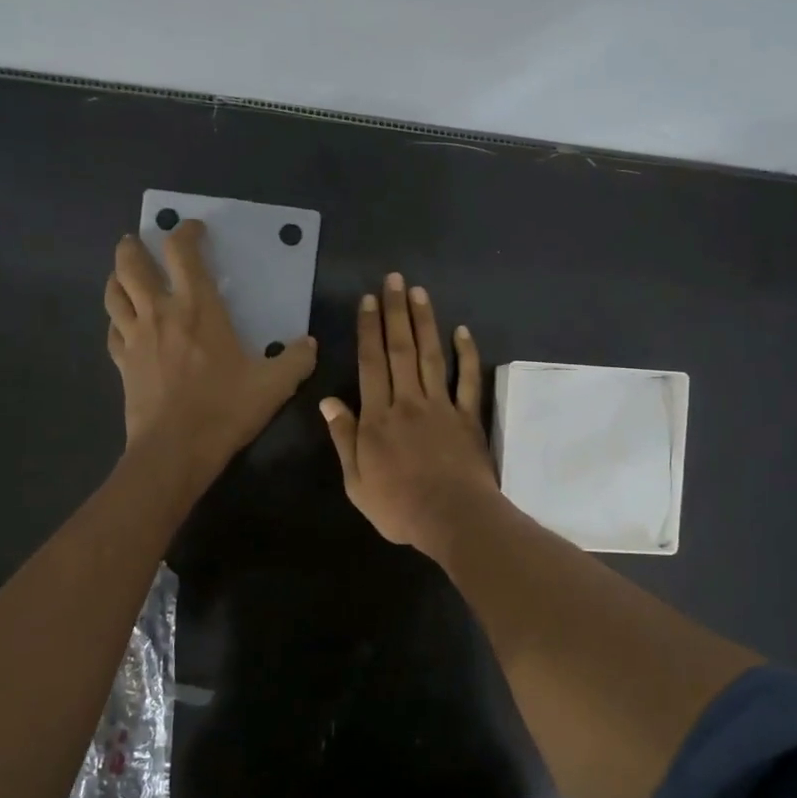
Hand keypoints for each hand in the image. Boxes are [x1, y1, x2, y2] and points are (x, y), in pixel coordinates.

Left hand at [105, 220, 316, 470]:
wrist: (175, 450)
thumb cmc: (225, 409)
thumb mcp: (274, 386)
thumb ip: (296, 360)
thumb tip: (309, 344)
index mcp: (198, 308)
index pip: (183, 253)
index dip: (186, 232)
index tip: (194, 229)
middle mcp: (160, 313)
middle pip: (132, 264)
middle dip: (135, 246)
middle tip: (140, 241)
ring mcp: (135, 337)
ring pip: (114, 293)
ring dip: (117, 276)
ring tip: (124, 273)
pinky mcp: (122, 363)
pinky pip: (113, 330)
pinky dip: (117, 319)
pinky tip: (124, 324)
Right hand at [319, 272, 498, 557]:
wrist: (452, 517)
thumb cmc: (399, 506)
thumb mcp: (356, 481)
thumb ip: (344, 439)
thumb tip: (328, 401)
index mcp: (378, 418)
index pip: (371, 363)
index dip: (368, 330)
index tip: (368, 300)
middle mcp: (408, 402)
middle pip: (401, 350)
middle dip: (395, 312)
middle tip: (394, 279)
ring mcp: (442, 406)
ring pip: (432, 356)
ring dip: (425, 322)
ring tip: (419, 292)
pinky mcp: (468, 417)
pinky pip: (468, 380)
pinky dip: (466, 354)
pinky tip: (462, 331)